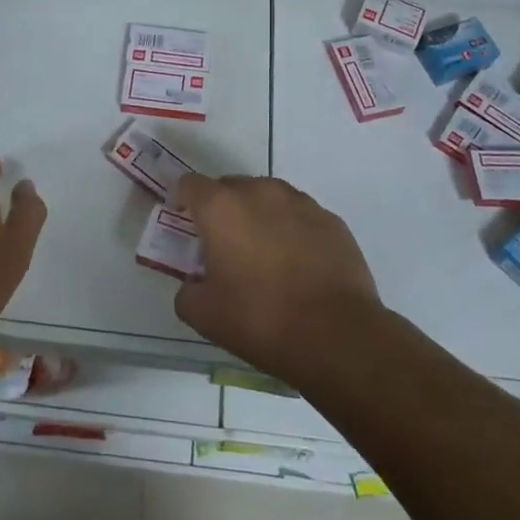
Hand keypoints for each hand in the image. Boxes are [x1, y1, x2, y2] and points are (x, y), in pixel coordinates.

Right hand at [172, 175, 382, 386]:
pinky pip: (300, 215)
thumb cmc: (261, 320)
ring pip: (268, 197)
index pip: (190, 184)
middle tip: (223, 245)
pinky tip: (298, 263)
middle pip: (230, 186)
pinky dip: (291, 229)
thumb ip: (187, 291)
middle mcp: (259, 192)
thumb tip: (193, 283)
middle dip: (221, 209)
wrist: (336, 335)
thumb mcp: (204, 315)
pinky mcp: (331, 219)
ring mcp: (300, 202)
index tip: (183, 222)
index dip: (182, 200)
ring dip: (258, 215)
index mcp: (221, 208)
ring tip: (264, 253)